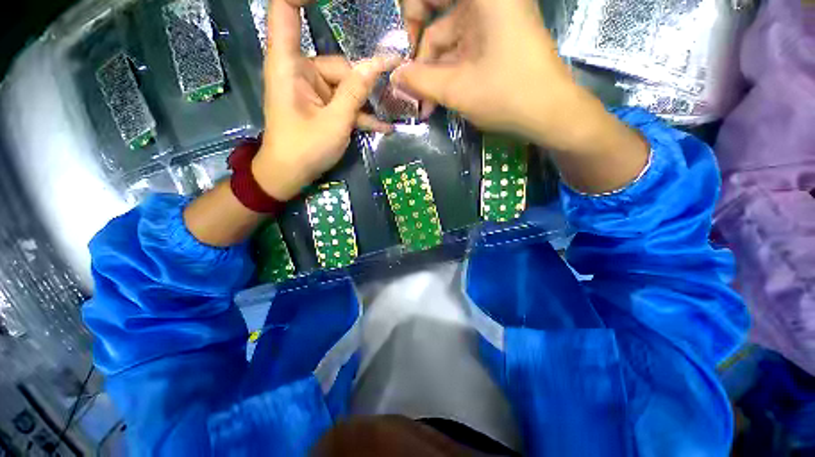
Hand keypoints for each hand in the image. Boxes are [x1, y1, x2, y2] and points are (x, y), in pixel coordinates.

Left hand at [252, 0, 401, 201]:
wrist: (290, 175)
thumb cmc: (305, 149)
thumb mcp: (335, 122)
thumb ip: (355, 93)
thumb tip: (377, 64)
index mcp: (289, 64)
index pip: (286, 11)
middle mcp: (299, 71)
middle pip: (337, 65)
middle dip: (362, 84)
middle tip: (389, 97)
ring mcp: (311, 90)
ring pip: (345, 87)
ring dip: (366, 103)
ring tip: (388, 116)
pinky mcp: (320, 106)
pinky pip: (343, 103)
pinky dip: (360, 115)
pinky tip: (382, 127)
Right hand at [394, 0, 585, 149]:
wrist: (549, 113)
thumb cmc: (507, 95)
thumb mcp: (457, 90)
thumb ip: (419, 81)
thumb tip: (394, 77)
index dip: (411, 14)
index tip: (403, 49)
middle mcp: (487, 1)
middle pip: (437, 17)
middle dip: (420, 55)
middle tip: (409, 83)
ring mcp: (491, 20)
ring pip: (447, 40)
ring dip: (432, 72)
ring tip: (424, 104)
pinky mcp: (493, 40)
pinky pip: (460, 50)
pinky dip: (447, 73)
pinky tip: (437, 98)